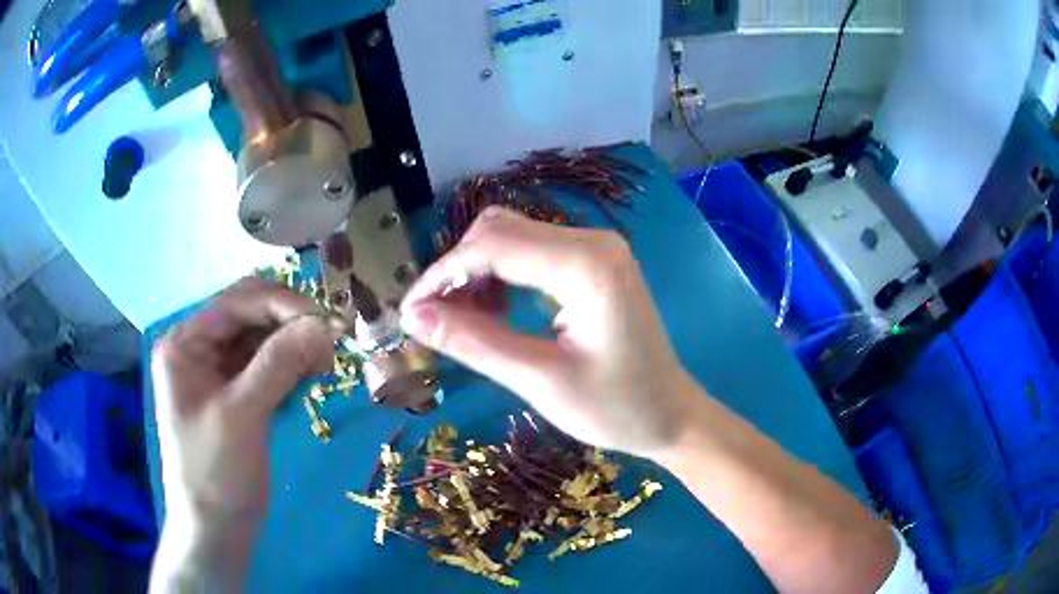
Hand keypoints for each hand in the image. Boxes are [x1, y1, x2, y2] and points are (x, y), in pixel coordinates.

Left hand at [151, 278, 337, 532]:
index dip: (282, 304)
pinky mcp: (237, 392)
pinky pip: (268, 364)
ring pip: (263, 337)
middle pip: (250, 314)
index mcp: (184, 343)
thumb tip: (323, 323)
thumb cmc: (215, 474)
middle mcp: (198, 347)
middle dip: (290, 323)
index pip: (236, 302)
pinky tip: (309, 378)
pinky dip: (291, 366)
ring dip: (295, 344)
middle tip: (330, 346)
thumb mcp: (242, 416)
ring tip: (323, 366)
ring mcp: (217, 370)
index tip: (327, 322)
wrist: (216, 530)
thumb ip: (278, 364)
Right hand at [401, 207, 701, 460]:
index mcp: (586, 266)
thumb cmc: (616, 409)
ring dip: (477, 272)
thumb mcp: (540, 382)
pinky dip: (501, 275)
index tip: (409, 312)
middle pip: (500, 230)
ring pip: (512, 236)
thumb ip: (475, 343)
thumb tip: (414, 316)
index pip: (493, 246)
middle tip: (436, 320)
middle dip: (457, 270)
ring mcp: (595, 248)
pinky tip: (494, 312)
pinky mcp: (593, 261)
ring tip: (464, 321)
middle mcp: (592, 241)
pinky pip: (532, 252)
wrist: (671, 415)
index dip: (442, 275)